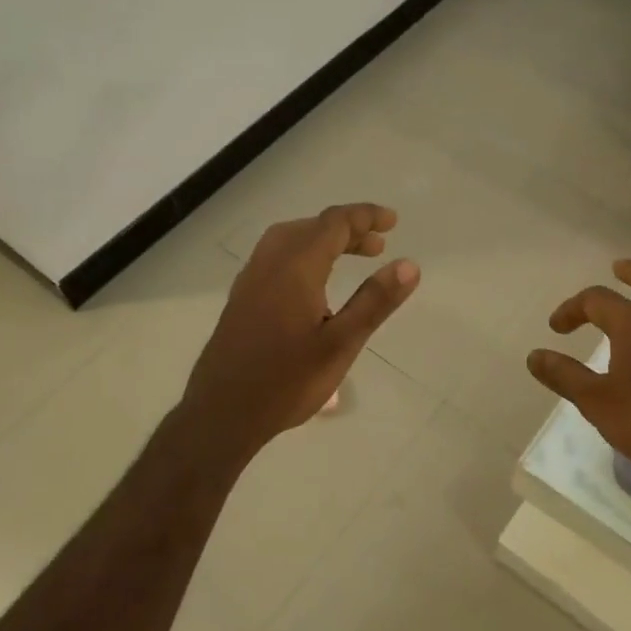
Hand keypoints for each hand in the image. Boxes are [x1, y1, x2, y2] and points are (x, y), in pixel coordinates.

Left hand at [181, 203, 419, 455]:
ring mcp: (250, 280)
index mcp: (296, 267)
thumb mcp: (341, 344)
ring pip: (290, 241)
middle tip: (378, 246)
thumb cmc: (286, 381)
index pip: (334, 223)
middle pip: (312, 228)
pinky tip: (313, 286)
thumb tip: (409, 265)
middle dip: (347, 230)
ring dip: (323, 241)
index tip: (392, 222)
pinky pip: (276, 258)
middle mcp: (269, 263)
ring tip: (350, 258)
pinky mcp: (241, 299)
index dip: (365, 216)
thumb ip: (374, 301)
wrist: (221, 413)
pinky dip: (303, 255)